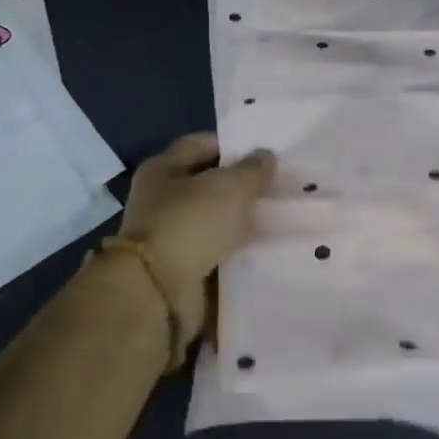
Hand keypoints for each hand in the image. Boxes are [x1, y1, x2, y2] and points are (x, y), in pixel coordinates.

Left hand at [119, 132, 275, 343]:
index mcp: (163, 169)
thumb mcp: (229, 187)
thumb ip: (252, 170)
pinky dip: (236, 253)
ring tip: (280, 221)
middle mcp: (161, 200)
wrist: (158, 293)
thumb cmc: (189, 225)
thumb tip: (265, 157)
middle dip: (242, 188)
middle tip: (280, 189)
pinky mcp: (181, 270)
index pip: (202, 145)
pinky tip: (266, 251)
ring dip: (241, 223)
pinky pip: (216, 254)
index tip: (267, 155)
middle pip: (209, 185)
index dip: (234, 147)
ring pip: (215, 222)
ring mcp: (170, 236)